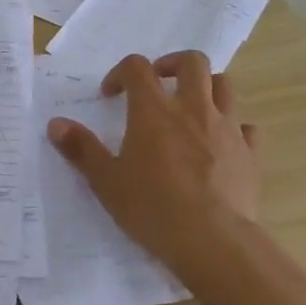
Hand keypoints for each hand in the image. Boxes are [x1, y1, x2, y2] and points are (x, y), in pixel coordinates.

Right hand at [46, 51, 260, 281]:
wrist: (214, 242)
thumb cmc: (153, 208)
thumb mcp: (106, 181)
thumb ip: (81, 149)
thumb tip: (55, 124)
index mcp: (154, 110)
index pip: (137, 67)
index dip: (121, 73)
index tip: (110, 96)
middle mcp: (193, 109)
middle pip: (192, 62)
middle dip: (172, 64)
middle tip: (158, 84)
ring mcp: (226, 129)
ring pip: (224, 86)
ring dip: (206, 87)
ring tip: (190, 107)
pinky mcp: (249, 154)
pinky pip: (245, 127)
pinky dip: (233, 127)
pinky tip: (220, 144)